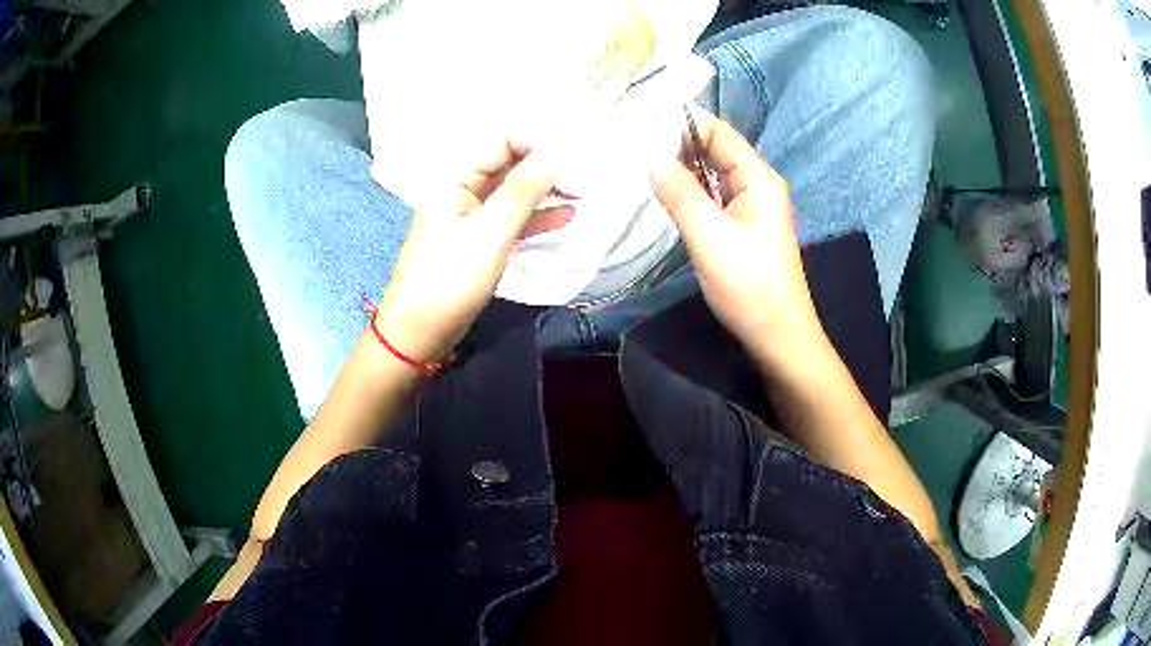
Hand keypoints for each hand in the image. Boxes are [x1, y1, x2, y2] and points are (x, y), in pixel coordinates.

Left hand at [374, 140, 567, 364]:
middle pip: (508, 168)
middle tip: (584, 180)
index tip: (571, 158)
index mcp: (455, 180)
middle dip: (545, 170)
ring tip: (583, 196)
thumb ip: (523, 190)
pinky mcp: (478, 245)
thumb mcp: (490, 232)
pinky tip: (565, 217)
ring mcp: (470, 220)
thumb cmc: (449, 279)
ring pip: (513, 196)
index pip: (501, 144)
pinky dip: (536, 219)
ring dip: (545, 194)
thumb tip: (556, 153)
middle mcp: (461, 193)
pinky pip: (511, 222)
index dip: (536, 145)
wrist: (418, 334)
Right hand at [650, 117, 824, 369]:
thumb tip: (650, 155)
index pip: (718, 133)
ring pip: (710, 175)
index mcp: (757, 178)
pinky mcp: (741, 226)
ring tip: (638, 161)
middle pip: (714, 151)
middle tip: (631, 142)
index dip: (683, 123)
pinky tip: (663, 193)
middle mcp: (756, 184)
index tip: (641, 121)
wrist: (777, 336)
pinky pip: (712, 197)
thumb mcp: (709, 237)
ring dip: (680, 169)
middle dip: (677, 145)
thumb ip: (680, 193)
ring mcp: (749, 206)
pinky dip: (688, 191)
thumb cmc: (749, 286)